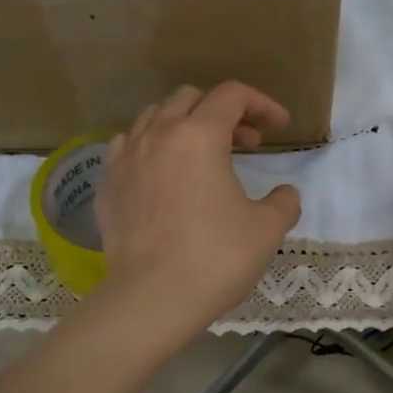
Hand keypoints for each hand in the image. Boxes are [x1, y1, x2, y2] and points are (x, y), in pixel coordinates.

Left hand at [94, 82, 301, 336]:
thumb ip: (283, 202)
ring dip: (184, 124)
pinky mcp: (107, 183)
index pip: (233, 95)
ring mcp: (127, 157)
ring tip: (201, 154)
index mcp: (200, 135)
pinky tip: (161, 172)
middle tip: (244, 144)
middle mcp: (159, 134)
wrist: (152, 297)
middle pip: (191, 98)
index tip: (279, 127)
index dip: (262, 104)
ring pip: (154, 116)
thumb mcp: (267, 229)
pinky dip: (150, 146)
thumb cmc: (215, 257)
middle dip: (222, 111)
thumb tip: (285, 195)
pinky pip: (127, 145)